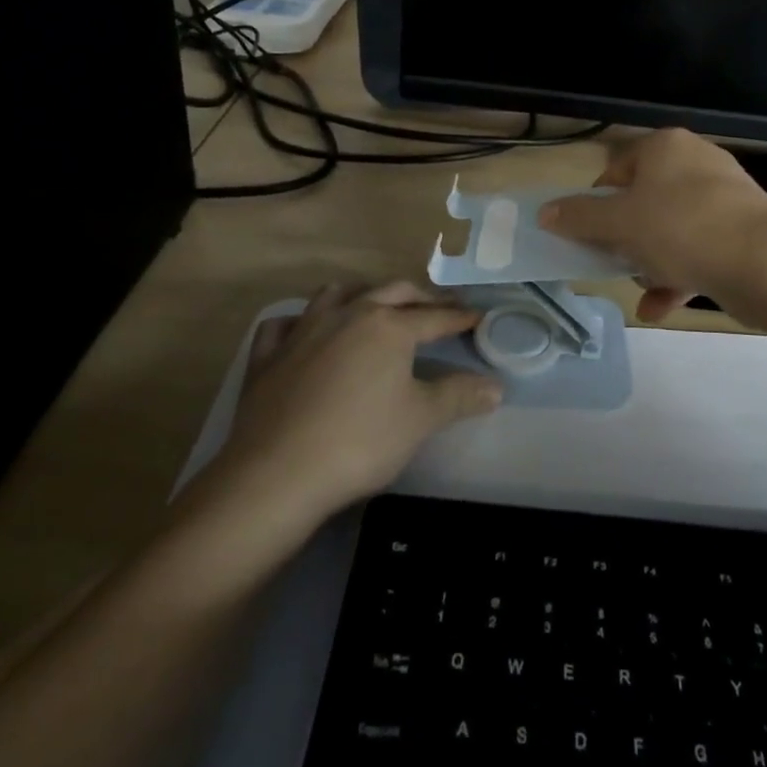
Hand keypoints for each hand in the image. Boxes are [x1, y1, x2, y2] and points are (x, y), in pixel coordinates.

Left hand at [207, 282, 501, 522]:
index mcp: (389, 327)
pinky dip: (298, 322)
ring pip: (336, 294)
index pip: (434, 317)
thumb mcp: (420, 420)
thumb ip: (459, 397)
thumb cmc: (360, 442)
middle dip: (418, 297)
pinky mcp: (269, 355)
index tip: (477, 316)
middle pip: (391, 293)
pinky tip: (303, 332)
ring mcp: (304, 330)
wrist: (277, 473)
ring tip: (372, 306)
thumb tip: (497, 386)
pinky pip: (283, 324)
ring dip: (360, 294)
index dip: (459, 317)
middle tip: (436, 308)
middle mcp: (348, 315)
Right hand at [539, 129, 766, 320]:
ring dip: (651, 261)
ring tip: (640, 288)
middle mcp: (697, 162)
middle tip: (613, 261)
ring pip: (673, 228)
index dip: (598, 201)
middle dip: (627, 237)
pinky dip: (679, 275)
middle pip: (646, 200)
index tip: (590, 232)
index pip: (618, 168)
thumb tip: (545, 212)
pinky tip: (659, 309)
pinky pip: (700, 249)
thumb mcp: (619, 223)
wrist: (764, 262)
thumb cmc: (679, 228)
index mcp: (665, 147)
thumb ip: (579, 217)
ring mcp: (725, 196)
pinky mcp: (744, 229)